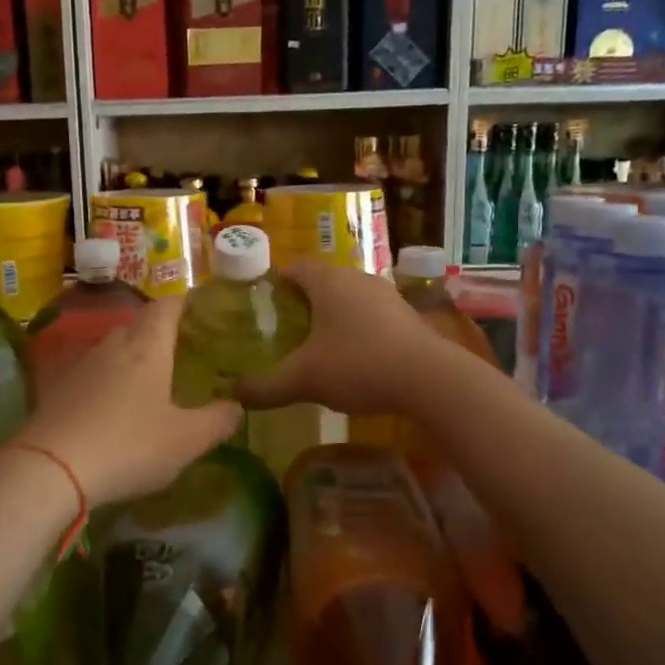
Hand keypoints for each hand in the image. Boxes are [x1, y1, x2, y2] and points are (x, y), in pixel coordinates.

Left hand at [15, 296, 241, 506]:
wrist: (51, 468)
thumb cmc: (130, 445)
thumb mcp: (187, 440)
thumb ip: (217, 421)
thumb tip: (237, 406)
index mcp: (147, 347)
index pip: (166, 307)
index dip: (183, 304)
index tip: (197, 308)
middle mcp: (112, 347)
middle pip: (136, 325)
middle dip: (157, 331)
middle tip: (179, 348)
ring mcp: (79, 367)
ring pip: (110, 349)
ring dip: (129, 357)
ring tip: (148, 378)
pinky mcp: (56, 391)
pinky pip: (89, 375)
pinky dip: (105, 382)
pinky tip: (111, 406)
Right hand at [234, 261, 434, 415]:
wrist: (430, 379)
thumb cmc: (358, 365)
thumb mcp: (303, 380)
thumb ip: (265, 388)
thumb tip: (235, 396)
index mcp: (327, 281)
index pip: (294, 269)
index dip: (274, 284)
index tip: (260, 305)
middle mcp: (357, 278)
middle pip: (321, 282)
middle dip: (301, 303)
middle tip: (282, 330)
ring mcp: (386, 295)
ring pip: (348, 299)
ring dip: (331, 317)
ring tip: (314, 345)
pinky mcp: (406, 316)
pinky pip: (370, 316)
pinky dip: (355, 330)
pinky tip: (351, 358)